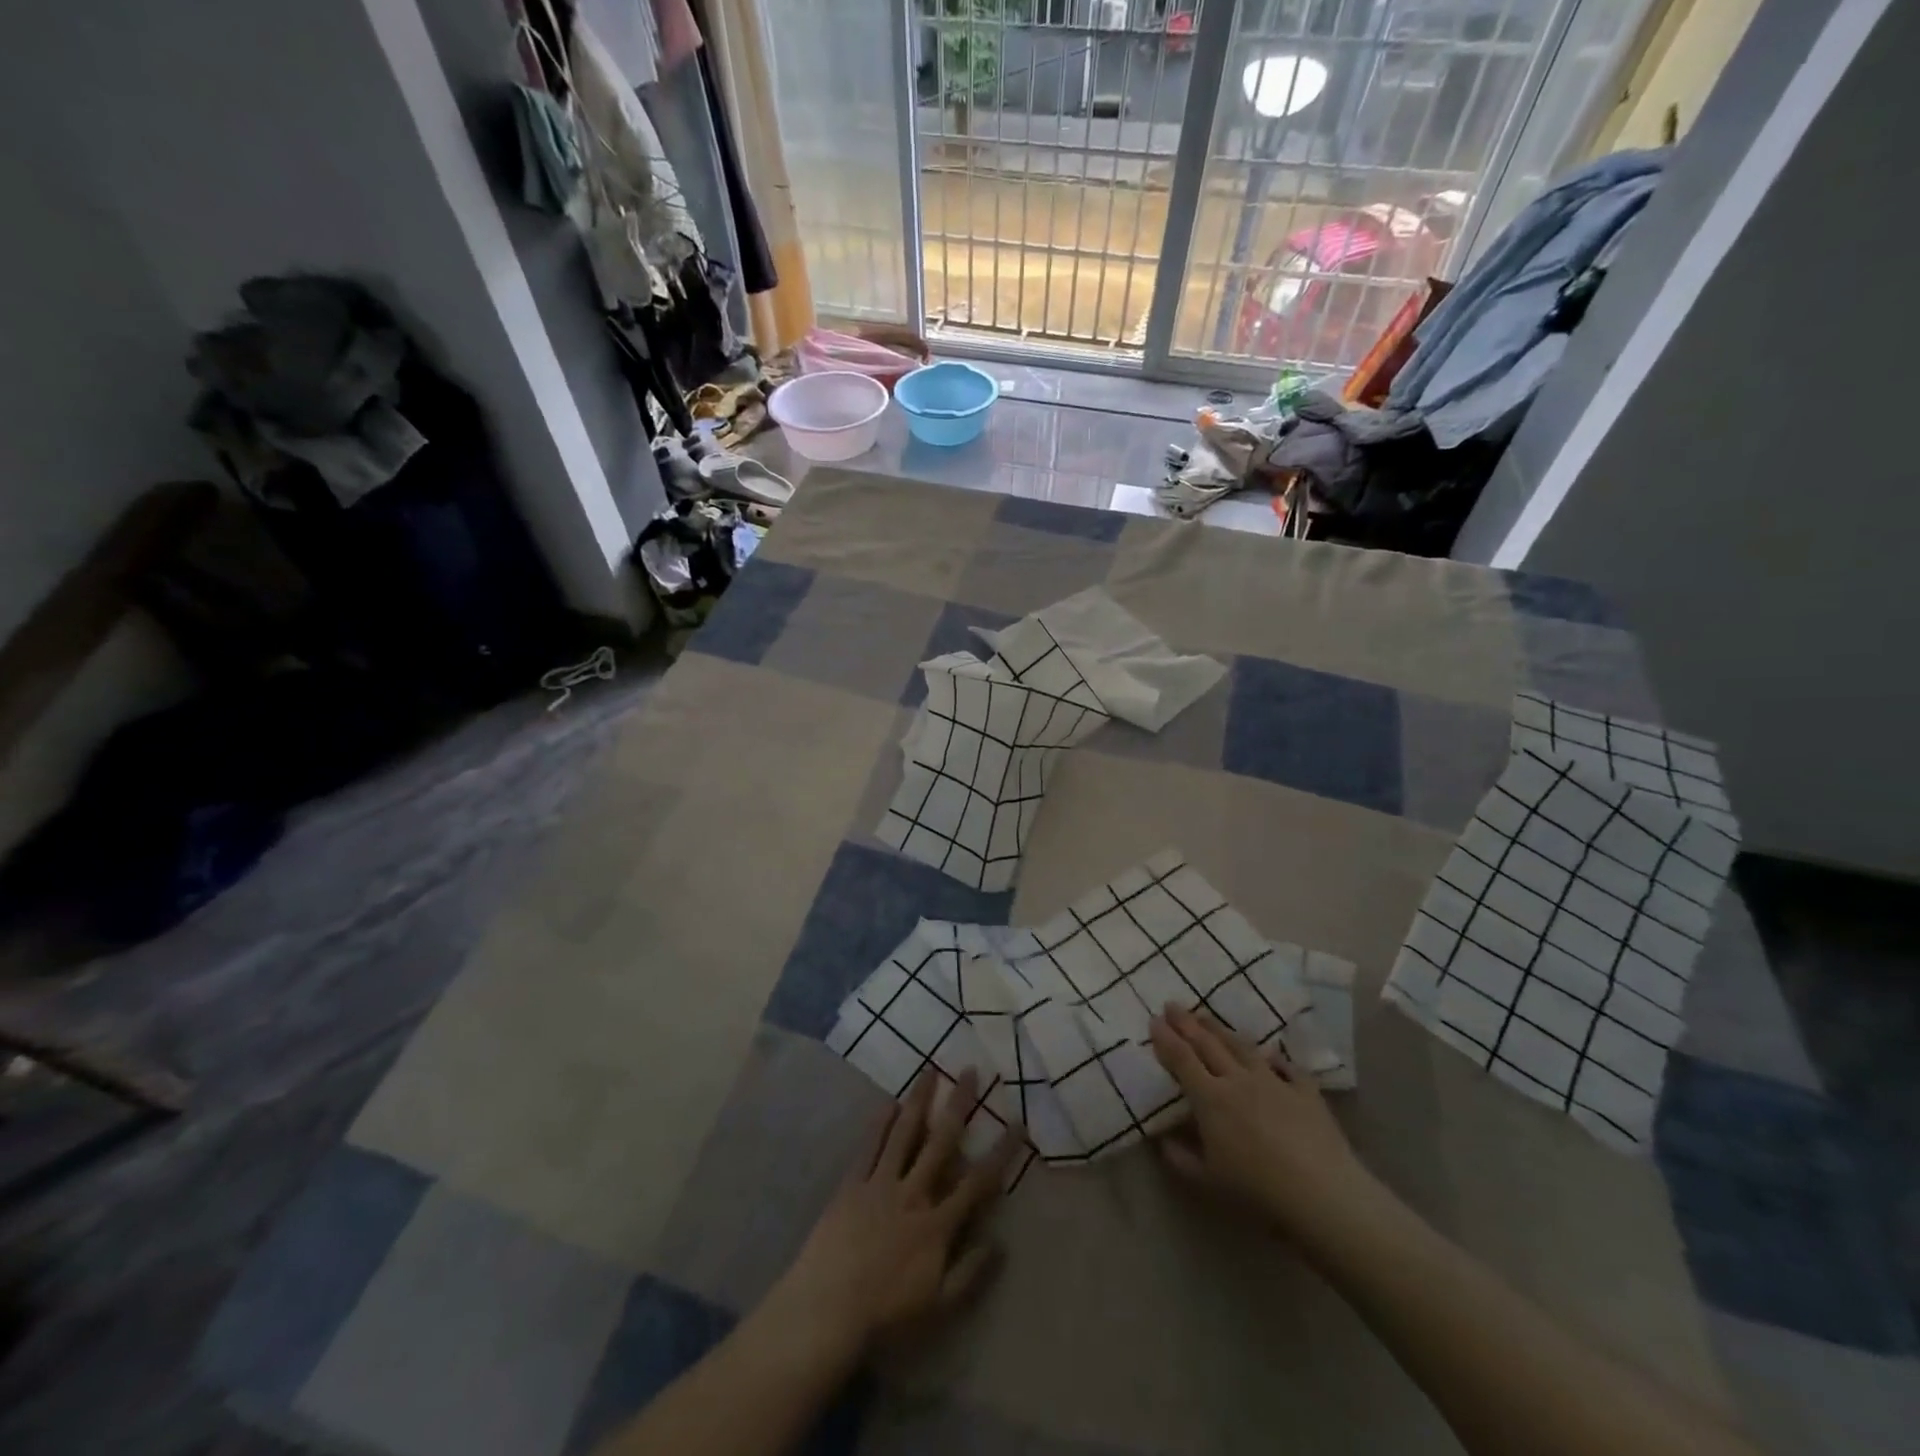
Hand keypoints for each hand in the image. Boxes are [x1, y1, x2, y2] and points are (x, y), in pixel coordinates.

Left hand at [766, 1068, 1020, 1358]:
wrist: (827, 1309)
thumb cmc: (886, 1313)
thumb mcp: (938, 1305)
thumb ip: (970, 1272)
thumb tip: (1000, 1243)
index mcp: (937, 1223)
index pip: (978, 1181)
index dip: (1001, 1152)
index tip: (1017, 1123)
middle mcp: (913, 1193)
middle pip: (942, 1141)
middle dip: (959, 1104)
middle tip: (970, 1071)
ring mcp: (880, 1183)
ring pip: (905, 1132)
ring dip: (919, 1099)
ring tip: (930, 1069)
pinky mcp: (852, 1184)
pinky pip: (869, 1147)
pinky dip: (880, 1123)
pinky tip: (889, 1102)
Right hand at [1149, 1005, 1378, 1242]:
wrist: (1322, 1195)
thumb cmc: (1257, 1191)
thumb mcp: (1208, 1182)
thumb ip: (1180, 1158)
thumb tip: (1161, 1140)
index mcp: (1211, 1099)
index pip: (1182, 1059)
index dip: (1166, 1039)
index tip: (1154, 1021)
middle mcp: (1238, 1080)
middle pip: (1208, 1044)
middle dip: (1187, 1023)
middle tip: (1172, 1004)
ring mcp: (1274, 1081)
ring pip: (1242, 1047)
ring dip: (1220, 1029)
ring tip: (1206, 1017)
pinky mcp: (1305, 1091)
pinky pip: (1287, 1067)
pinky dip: (1275, 1058)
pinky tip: (1270, 1054)